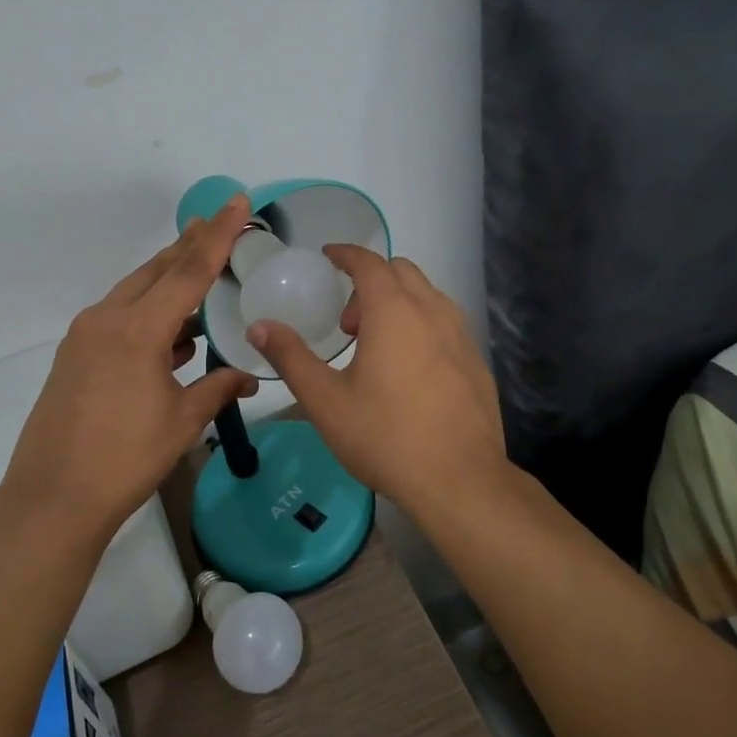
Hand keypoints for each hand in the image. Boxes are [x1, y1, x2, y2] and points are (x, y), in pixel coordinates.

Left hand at [1, 194, 259, 536]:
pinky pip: (119, 316)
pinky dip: (148, 311)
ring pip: (134, 291)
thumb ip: (218, 388)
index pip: (188, 271)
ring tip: (198, 266)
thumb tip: (249, 377)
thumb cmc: (125, 459)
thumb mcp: (181, 422)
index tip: (236, 202)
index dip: (218, 236)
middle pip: (156, 270)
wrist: (53, 497)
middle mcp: (107, 319)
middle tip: (217, 221)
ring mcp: (85, 336)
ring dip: (167, 278)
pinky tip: (171, 329)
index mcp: (137, 329)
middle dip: (189, 245)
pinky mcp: (75, 354)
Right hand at [247, 246, 504, 513]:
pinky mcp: (477, 362)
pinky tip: (410, 371)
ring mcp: (461, 336)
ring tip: (376, 346)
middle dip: (370, 282)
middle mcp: (432, 312)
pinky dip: (422, 325)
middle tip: (348, 323)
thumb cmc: (385, 436)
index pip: (369, 262)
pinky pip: (446, 324)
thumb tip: (259, 326)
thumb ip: (290, 357)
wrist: (460, 482)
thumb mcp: (325, 400)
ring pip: (428, 296)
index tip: (328, 256)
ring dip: (398, 302)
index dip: (346, 254)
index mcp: (393, 312)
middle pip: (401, 271)